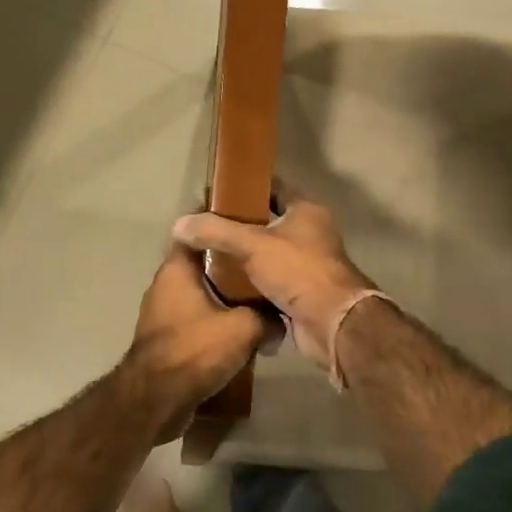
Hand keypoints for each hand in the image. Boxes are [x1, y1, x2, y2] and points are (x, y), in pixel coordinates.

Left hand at [123, 244, 269, 438]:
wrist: (156, 400)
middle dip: (231, 267)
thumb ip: (267, 317)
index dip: (223, 227)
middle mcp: (165, 285)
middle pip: (203, 265)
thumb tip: (282, 320)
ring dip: (224, 298)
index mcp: (177, 269)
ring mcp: (162, 313)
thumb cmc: (195, 349)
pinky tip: (239, 333)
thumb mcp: (243, 329)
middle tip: (263, 266)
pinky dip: (214, 323)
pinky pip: (195, 320)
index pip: (199, 232)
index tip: (249, 226)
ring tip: (258, 301)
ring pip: (201, 294)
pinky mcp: (165, 339)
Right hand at [172, 194, 375, 365]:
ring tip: (209, 256)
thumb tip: (179, 224)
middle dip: (239, 226)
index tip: (216, 194)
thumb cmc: (298, 270)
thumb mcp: (252, 244)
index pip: (273, 189)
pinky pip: (271, 281)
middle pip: (268, 223)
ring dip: (244, 257)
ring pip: (268, 254)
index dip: (245, 188)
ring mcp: (308, 264)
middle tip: (207, 227)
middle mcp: (311, 233)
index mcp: (306, 211)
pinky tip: (225, 285)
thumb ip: (216, 231)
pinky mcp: (302, 292)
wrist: (331, 323)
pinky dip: (252, 283)